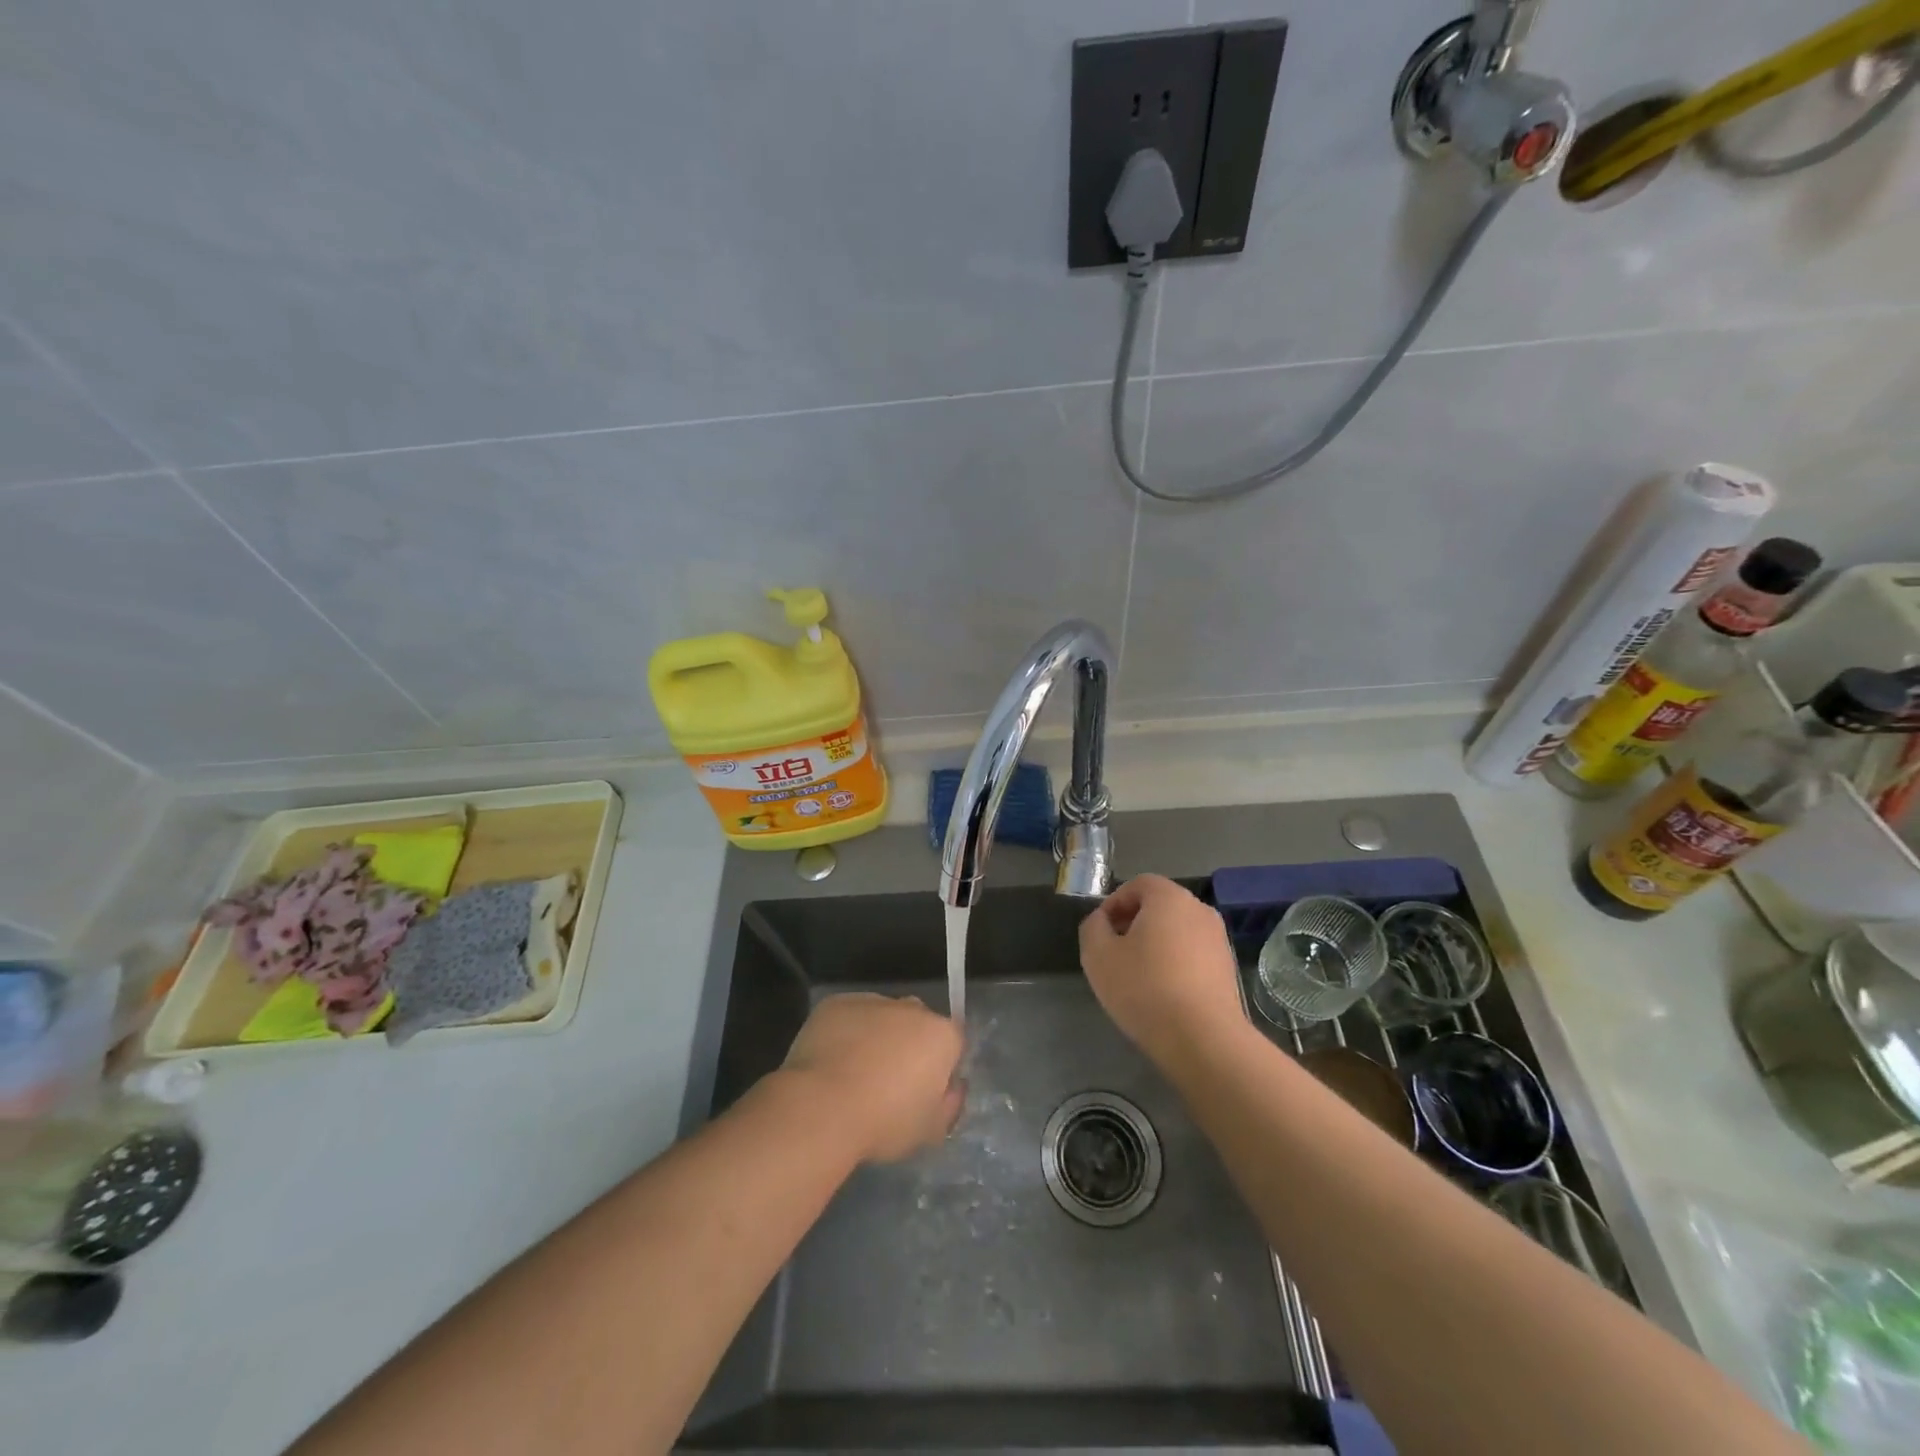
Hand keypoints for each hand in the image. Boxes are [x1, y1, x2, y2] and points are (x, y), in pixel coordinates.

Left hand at [781, 993, 964, 1162]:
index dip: (940, 1067)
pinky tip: (830, 1063)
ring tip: (853, 1075)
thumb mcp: (931, 1130)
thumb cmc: (884, 1122)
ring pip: (881, 1017)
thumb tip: (951, 1086)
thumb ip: (950, 1102)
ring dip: (875, 1037)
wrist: (822, 1107)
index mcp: (941, 1034)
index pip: (952, 1043)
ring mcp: (871, 1001)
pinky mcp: (836, 1003)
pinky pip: (848, 1017)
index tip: (923, 1092)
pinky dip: (844, 1033)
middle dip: (908, 1046)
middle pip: (917, 1024)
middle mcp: (911, 1008)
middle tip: (888, 1083)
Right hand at [1079, 874, 1246, 1067]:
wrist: (1204, 1039)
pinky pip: (1193, 954)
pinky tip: (1162, 993)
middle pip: (1159, 906)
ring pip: (1177, 931)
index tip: (1101, 932)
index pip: (1138, 884)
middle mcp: (1199, 910)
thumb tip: (1102, 921)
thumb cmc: (1145, 988)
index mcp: (1170, 897)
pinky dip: (1175, 963)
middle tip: (1115, 953)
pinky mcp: (1228, 969)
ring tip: (1137, 976)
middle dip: (1134, 923)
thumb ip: (1093, 928)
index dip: (1114, 903)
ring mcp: (1218, 940)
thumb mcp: (1098, 955)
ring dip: (1155, 945)